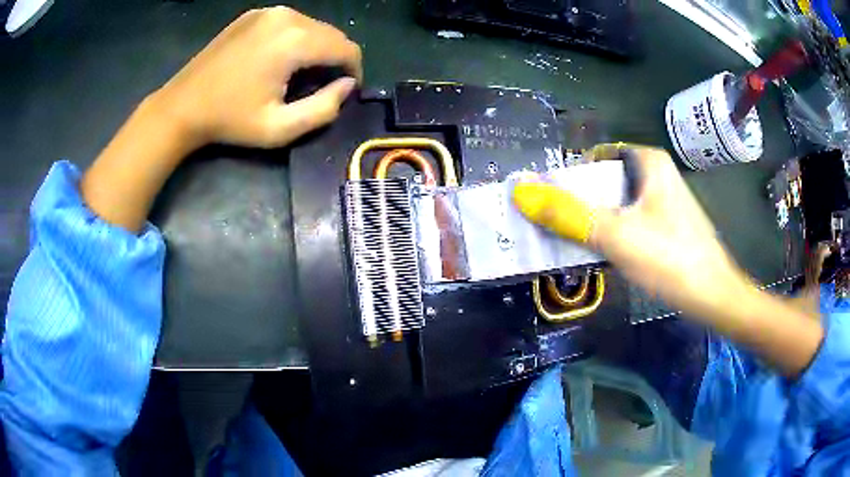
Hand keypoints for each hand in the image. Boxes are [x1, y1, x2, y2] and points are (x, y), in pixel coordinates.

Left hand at [152, 6, 361, 148]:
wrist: (182, 106)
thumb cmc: (229, 121)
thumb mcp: (280, 128)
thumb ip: (324, 109)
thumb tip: (346, 86)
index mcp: (295, 40)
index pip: (347, 48)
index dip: (354, 71)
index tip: (345, 92)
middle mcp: (287, 16)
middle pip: (331, 34)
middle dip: (334, 60)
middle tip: (319, 87)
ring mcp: (268, 11)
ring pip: (313, 27)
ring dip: (315, 49)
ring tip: (298, 75)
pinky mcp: (254, 14)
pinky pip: (290, 23)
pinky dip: (295, 40)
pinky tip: (278, 60)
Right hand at [513, 146, 824, 375]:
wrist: (713, 296)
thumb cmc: (670, 258)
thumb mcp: (616, 235)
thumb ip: (568, 214)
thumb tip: (521, 194)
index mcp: (648, 162)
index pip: (596, 157)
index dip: (570, 176)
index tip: (548, 201)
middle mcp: (656, 175)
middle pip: (605, 180)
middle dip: (577, 201)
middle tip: (552, 224)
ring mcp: (662, 202)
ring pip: (615, 203)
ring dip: (591, 219)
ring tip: (565, 240)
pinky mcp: (664, 226)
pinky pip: (628, 221)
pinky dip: (609, 232)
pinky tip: (597, 253)